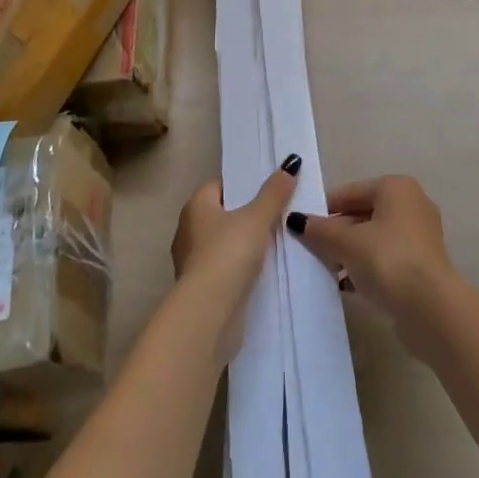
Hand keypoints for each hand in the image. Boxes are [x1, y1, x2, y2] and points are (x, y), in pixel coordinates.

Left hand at [170, 157, 299, 362]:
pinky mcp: (201, 290)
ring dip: (245, 245)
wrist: (209, 313)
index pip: (220, 185)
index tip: (269, 190)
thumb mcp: (257, 217)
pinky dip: (241, 268)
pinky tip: (263, 271)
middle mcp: (188, 230)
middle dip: (248, 215)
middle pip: (224, 215)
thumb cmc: (228, 254)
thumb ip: (274, 192)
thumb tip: (290, 163)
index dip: (243, 186)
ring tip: (277, 243)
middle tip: (279, 214)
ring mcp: (192, 262)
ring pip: (225, 243)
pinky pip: (226, 269)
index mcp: (196, 206)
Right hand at [284, 176, 459, 355]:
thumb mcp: (348, 243)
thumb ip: (321, 231)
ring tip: (325, 270)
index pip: (350, 192)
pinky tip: (345, 285)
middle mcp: (411, 204)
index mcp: (396, 188)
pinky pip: (385, 258)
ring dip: (349, 252)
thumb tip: (296, 220)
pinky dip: (365, 267)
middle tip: (310, 250)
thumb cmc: (389, 261)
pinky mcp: (421, 265)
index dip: (324, 209)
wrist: (432, 310)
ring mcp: (419, 236)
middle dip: (336, 232)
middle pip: (362, 213)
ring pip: (373, 238)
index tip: (301, 227)